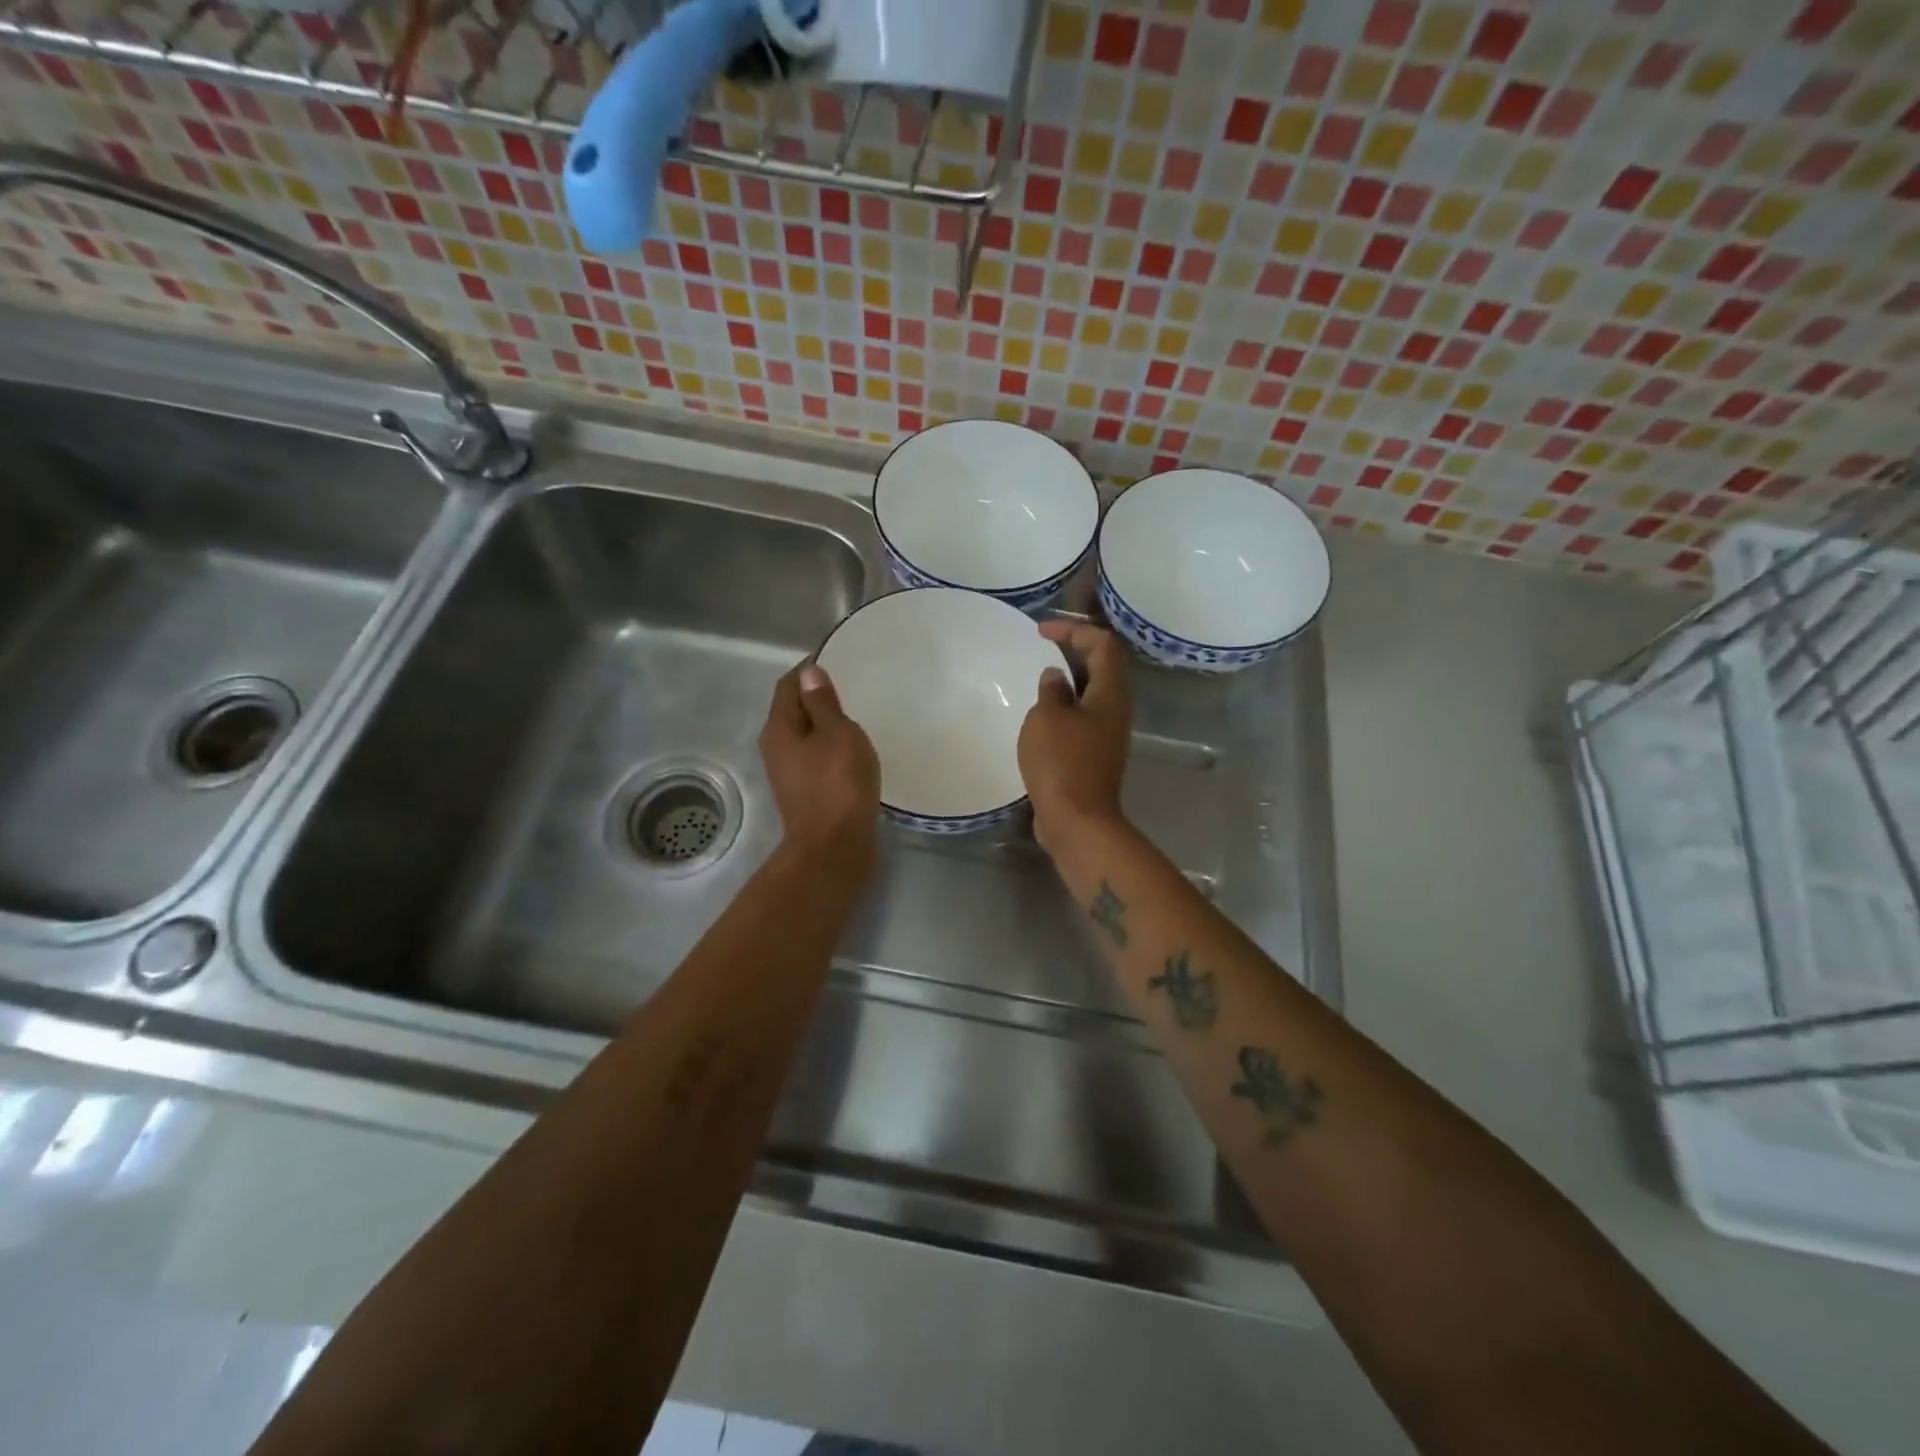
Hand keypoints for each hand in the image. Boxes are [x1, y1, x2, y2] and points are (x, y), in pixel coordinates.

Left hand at [760, 662, 880, 861]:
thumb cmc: (837, 783)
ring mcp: (789, 772)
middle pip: (794, 710)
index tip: (836, 657)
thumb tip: (809, 672)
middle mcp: (776, 748)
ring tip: (856, 713)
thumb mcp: (836, 733)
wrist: (833, 846)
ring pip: (806, 735)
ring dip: (825, 723)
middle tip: (851, 683)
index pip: (789, 685)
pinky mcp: (805, 791)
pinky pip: (816, 756)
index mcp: (779, 728)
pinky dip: (831, 746)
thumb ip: (823, 702)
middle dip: (817, 695)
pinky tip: (853, 748)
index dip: (808, 669)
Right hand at [1018, 622, 1132, 853]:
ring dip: (1069, 679)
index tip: (1042, 632)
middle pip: (1102, 667)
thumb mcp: (1047, 718)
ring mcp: (1107, 735)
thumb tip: (1055, 677)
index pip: (1102, 645)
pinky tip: (1042, 714)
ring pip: (1092, 694)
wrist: (1077, 821)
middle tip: (1043, 646)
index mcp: (1109, 694)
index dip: (1075, 630)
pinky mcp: (1094, 756)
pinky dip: (1064, 706)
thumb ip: (1051, 691)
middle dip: (1074, 650)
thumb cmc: (1062, 763)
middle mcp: (1115, 710)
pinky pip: (1082, 718)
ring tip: (1039, 677)